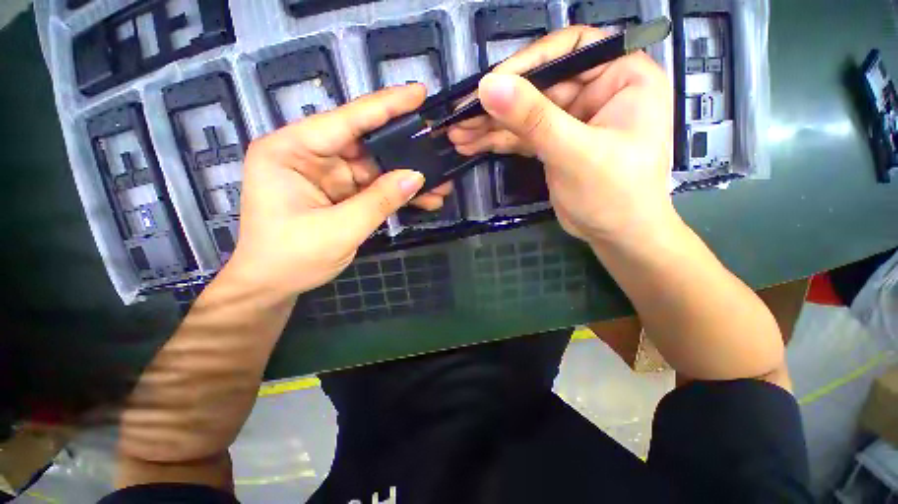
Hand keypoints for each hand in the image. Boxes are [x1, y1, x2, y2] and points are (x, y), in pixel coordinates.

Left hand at [227, 84, 453, 295]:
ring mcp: (326, 175)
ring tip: (440, 182)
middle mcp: (308, 155)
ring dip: (405, 177)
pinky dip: (396, 193)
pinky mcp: (339, 193)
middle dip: (404, 149)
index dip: (385, 106)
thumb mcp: (338, 230)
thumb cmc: (290, 258)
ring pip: (374, 168)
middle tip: (437, 144)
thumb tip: (416, 176)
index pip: (345, 120)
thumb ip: (378, 201)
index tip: (418, 92)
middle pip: (364, 143)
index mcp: (290, 151)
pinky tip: (422, 198)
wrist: (273, 286)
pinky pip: (373, 187)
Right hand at [448, 26, 673, 245]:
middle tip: (459, 118)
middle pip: (538, 85)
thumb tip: (489, 86)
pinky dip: (497, 141)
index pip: (568, 50)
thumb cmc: (614, 194)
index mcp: (621, 75)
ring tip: (457, 134)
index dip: (526, 63)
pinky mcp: (555, 143)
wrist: (617, 235)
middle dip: (497, 104)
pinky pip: (522, 135)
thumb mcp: (575, 153)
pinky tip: (472, 144)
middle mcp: (597, 90)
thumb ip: (533, 119)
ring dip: (490, 125)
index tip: (489, 85)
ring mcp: (572, 118)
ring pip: (524, 113)